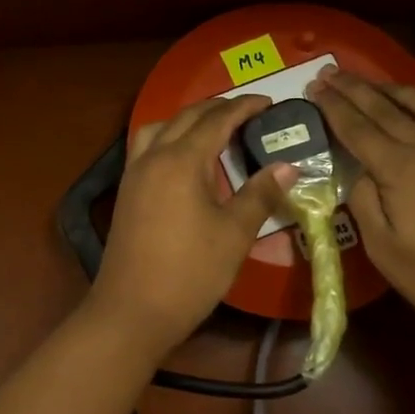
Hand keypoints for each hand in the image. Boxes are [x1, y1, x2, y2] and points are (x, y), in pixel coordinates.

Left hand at [88, 96, 294, 353]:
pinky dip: (168, 138)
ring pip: (159, 127)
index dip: (244, 107)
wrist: (131, 311)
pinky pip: (147, 147)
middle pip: (186, 117)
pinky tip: (184, 159)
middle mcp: (153, 157)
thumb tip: (288, 166)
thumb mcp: (234, 234)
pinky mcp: (126, 192)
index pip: (217, 120)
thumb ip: (260, 194)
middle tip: (248, 112)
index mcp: (181, 161)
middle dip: (217, 108)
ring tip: (213, 129)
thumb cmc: (190, 272)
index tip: (269, 102)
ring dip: (187, 120)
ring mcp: (134, 174)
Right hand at [309, 69, 414, 332]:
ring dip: (393, 88)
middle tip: (330, 71)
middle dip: (354, 87)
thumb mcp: (383, 249)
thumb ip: (364, 203)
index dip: (333, 106)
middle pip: (385, 106)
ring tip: (374, 83)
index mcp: (399, 167)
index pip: (357, 127)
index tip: (314, 86)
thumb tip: (360, 174)